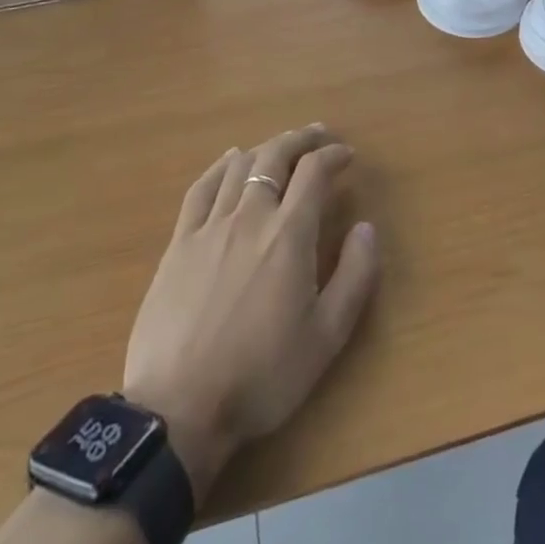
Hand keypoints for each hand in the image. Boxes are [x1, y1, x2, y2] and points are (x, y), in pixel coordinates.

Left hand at [121, 125, 379, 503]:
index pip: (314, 172)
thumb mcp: (327, 336)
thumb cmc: (262, 375)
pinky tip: (230, 159)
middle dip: (301, 138)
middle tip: (319, 135)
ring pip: (240, 166)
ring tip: (282, 146)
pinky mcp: (179, 243)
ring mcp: (209, 227)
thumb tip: (365, 226)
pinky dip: (221, 165)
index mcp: (289, 235)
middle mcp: (250, 216)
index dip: (333, 155)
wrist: (180, 408)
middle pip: (276, 156)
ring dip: (266, 148)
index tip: (347, 155)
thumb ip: (355, 275)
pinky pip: (202, 188)